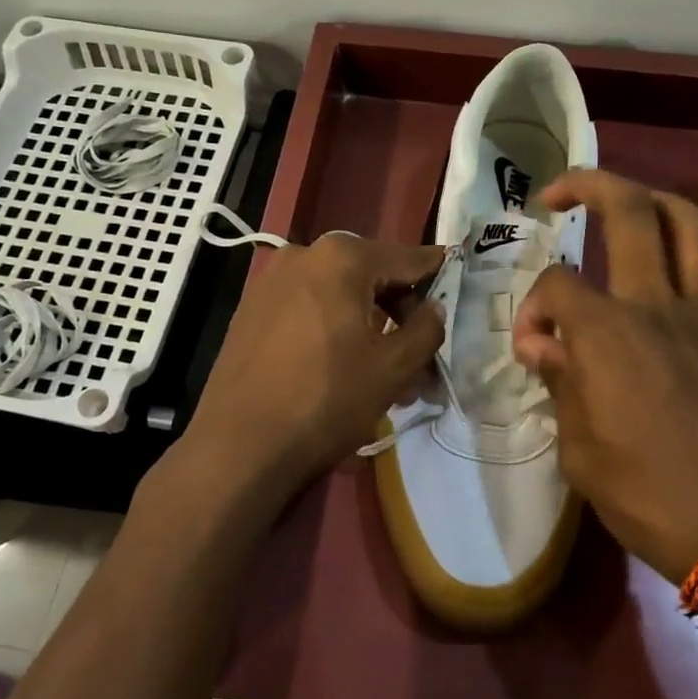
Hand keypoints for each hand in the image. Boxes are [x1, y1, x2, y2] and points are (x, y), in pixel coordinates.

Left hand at [185, 233, 445, 497]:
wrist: (240, 445)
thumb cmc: (327, 400)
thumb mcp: (393, 368)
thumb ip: (426, 328)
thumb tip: (433, 308)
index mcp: (342, 257)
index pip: (408, 258)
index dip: (437, 276)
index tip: (457, 289)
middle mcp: (303, 254)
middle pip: (371, 274)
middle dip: (400, 312)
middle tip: (421, 355)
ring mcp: (271, 280)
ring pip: (339, 294)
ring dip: (368, 324)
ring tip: (385, 371)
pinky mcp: (251, 308)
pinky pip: (308, 308)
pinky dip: (334, 327)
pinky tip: (343, 365)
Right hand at [512, 170, 697, 584]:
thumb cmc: (644, 497)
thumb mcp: (577, 449)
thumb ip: (559, 383)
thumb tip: (541, 345)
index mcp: (607, 333)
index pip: (557, 285)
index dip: (533, 308)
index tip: (534, 349)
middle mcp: (659, 308)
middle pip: (630, 213)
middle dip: (590, 185)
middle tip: (560, 194)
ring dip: (663, 204)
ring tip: (637, 209)